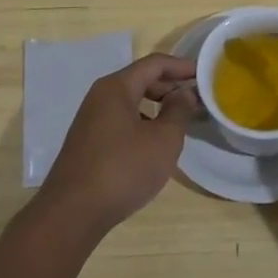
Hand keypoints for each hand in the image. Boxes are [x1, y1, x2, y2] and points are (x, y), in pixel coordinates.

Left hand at [32, 53, 199, 237]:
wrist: (72, 213)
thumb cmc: (123, 170)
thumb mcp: (163, 140)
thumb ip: (179, 111)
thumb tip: (185, 93)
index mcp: (116, 87)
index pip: (155, 64)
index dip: (182, 66)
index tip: (205, 75)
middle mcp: (100, 96)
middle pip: (141, 80)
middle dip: (171, 86)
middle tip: (198, 99)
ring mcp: (91, 119)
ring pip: (131, 101)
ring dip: (158, 105)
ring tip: (181, 120)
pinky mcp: (89, 141)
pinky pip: (122, 119)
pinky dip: (143, 121)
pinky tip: (155, 142)